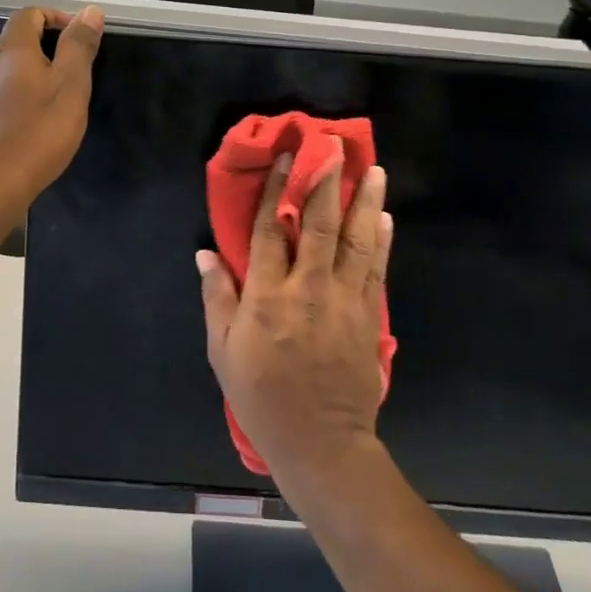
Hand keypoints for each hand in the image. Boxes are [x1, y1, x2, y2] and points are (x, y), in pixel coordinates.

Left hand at [0, 5, 102, 230]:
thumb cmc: (37, 133)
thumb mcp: (70, 87)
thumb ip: (79, 47)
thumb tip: (90, 10)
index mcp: (11, 49)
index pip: (29, 14)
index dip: (57, 18)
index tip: (81, 40)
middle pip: (17, 40)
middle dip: (48, 48)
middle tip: (76, 73)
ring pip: (8, 69)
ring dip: (33, 75)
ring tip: (59, 101)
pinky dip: (19, 97)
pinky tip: (34, 124)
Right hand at [198, 147, 392, 485]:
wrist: (321, 444)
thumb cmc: (262, 398)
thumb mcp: (223, 352)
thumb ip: (217, 299)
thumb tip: (206, 254)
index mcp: (267, 298)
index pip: (268, 232)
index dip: (276, 192)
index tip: (286, 158)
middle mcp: (308, 289)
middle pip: (318, 225)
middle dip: (326, 183)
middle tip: (336, 147)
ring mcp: (344, 301)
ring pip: (356, 241)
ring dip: (364, 202)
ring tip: (374, 170)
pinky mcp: (368, 317)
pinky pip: (376, 269)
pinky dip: (381, 240)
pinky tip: (384, 217)